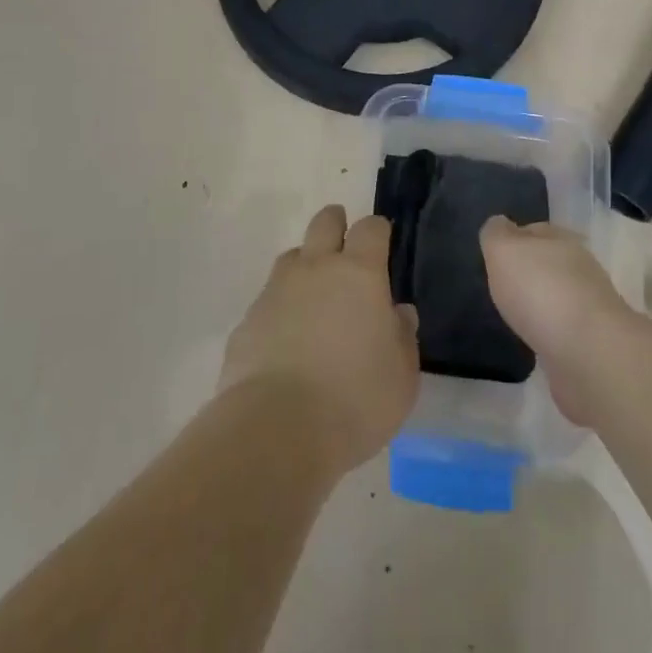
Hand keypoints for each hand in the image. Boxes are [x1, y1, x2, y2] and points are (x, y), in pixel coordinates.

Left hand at [219, 205, 420, 474]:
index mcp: (359, 273)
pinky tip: (287, 339)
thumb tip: (398, 313)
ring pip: (291, 257)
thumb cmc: (355, 399)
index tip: (382, 241)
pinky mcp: (248, 319)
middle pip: (324, 223)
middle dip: (336, 224)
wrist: (276, 429)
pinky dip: (281, 309)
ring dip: (305, 265)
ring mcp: (276, 291)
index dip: (377, 231)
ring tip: (315, 295)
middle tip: (344, 245)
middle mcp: (315, 269)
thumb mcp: (402, 376)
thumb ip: (402, 337)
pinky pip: (268, 300)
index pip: (370, 229)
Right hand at [479, 217, 634, 425]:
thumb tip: (499, 225)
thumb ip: (496, 235)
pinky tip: (534, 343)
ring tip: (514, 316)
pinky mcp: (591, 344)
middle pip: (548, 263)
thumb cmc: (541, 291)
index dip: (513, 239)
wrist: (590, 354)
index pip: (534, 230)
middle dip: (528, 272)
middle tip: (501, 286)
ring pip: (557, 298)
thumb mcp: (504, 250)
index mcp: (560, 240)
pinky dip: (550, 335)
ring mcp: (589, 308)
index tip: (494, 255)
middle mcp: (580, 269)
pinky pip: (563, 332)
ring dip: (540, 305)